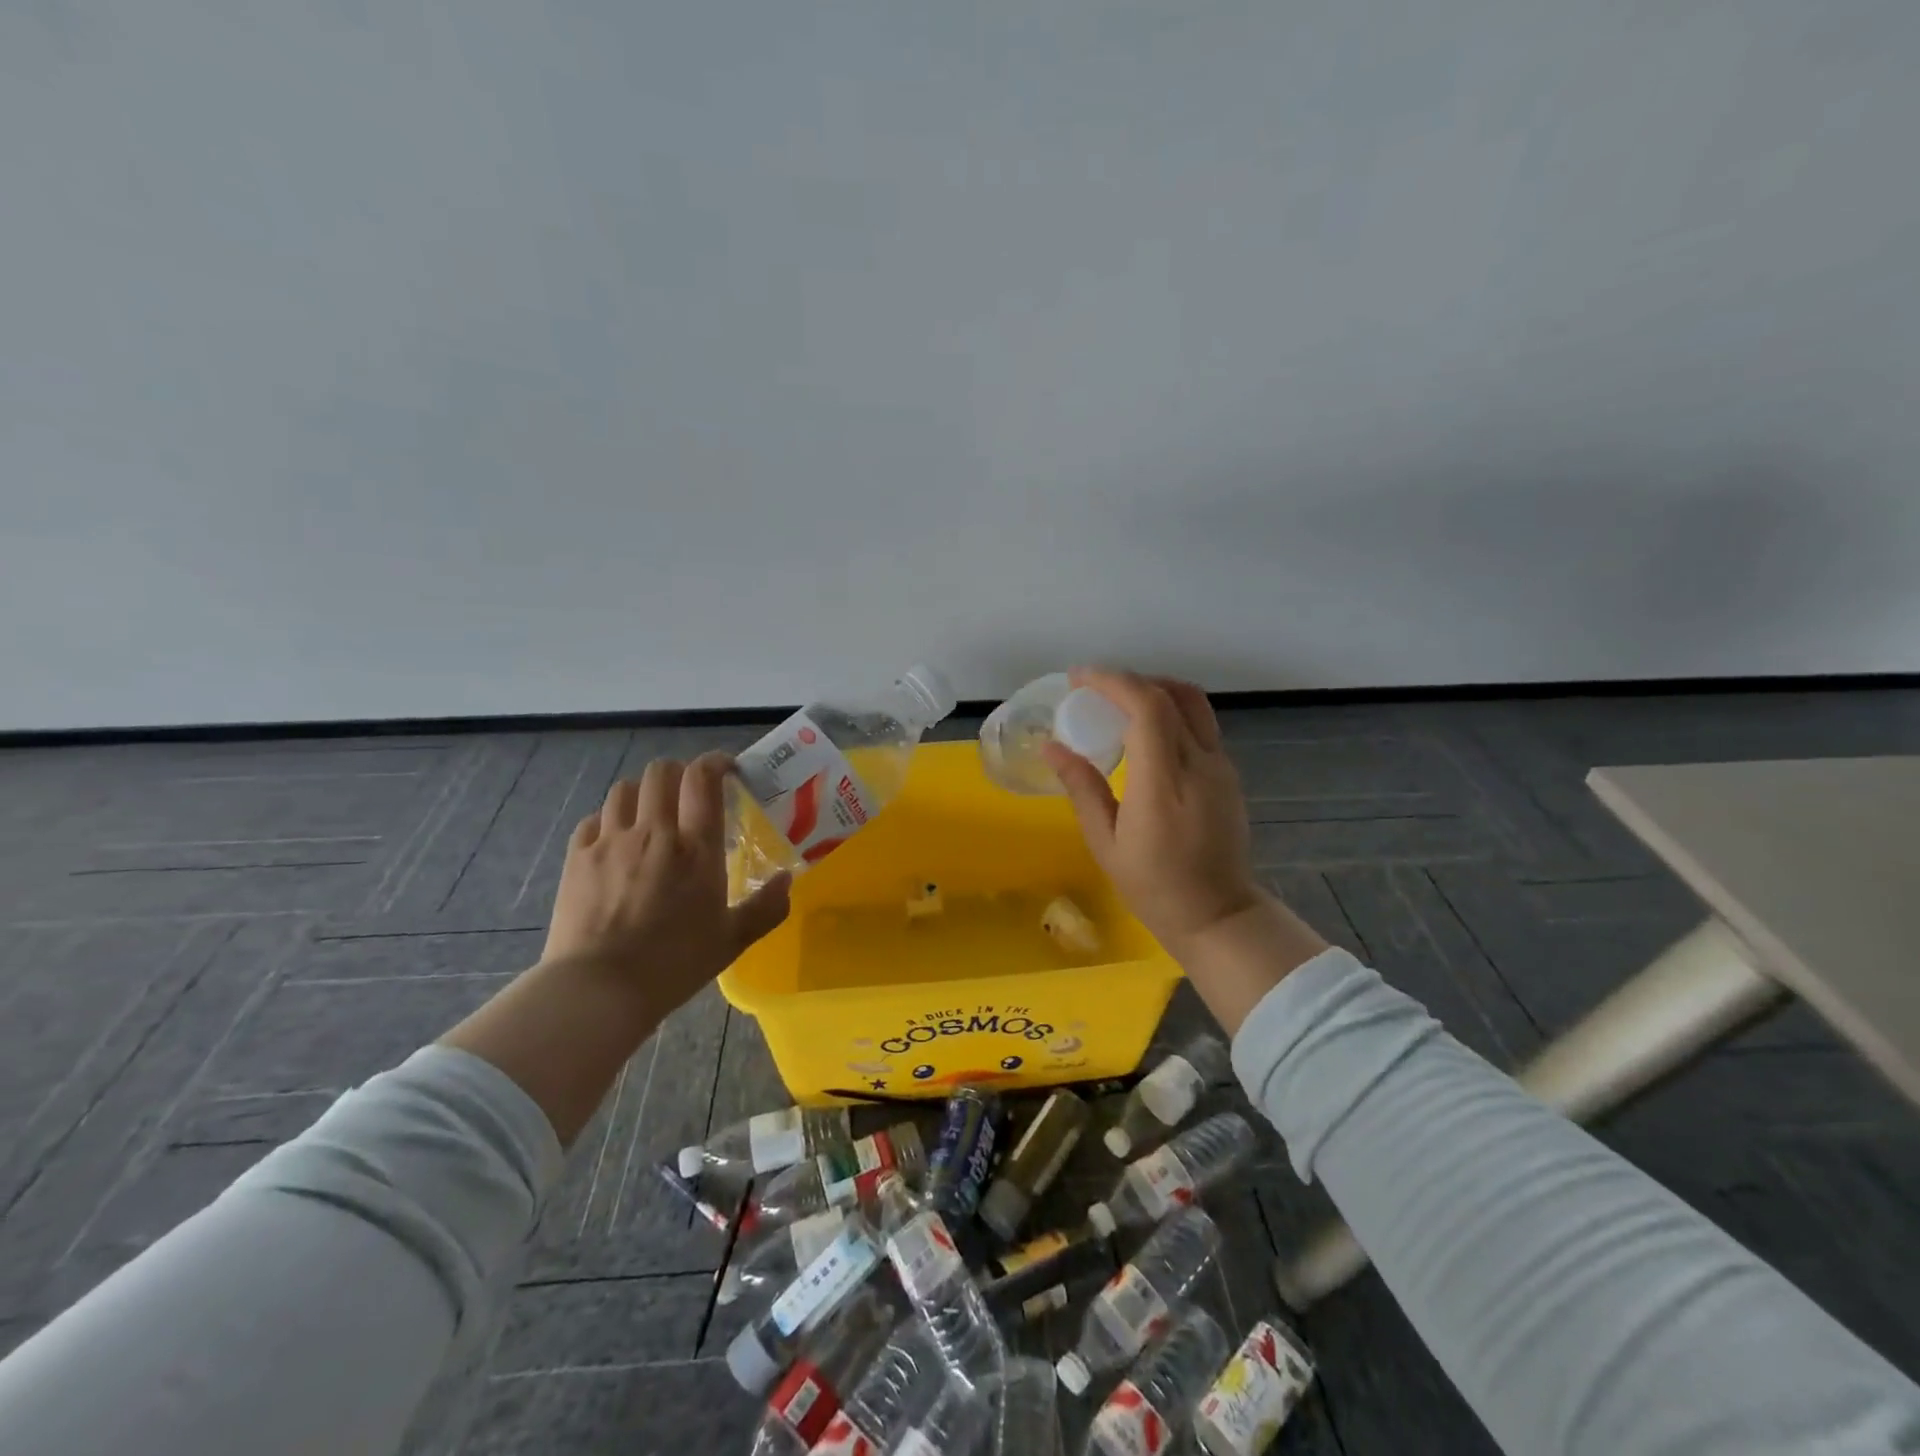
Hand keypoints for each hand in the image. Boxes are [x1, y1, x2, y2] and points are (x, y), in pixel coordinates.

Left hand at [543, 753, 791, 1014]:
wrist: (599, 989)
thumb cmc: (675, 964)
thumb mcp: (732, 940)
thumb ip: (766, 907)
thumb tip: (787, 880)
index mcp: (696, 847)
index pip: (703, 778)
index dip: (715, 762)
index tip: (726, 768)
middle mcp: (654, 832)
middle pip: (661, 772)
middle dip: (679, 772)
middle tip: (689, 792)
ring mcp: (611, 841)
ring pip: (625, 789)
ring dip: (643, 792)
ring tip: (651, 812)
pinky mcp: (578, 857)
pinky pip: (594, 819)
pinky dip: (609, 819)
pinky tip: (616, 839)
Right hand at [1042, 668, 1264, 958]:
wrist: (1218, 915)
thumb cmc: (1153, 887)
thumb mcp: (1105, 843)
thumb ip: (1082, 788)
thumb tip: (1051, 747)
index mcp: (1164, 784)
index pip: (1147, 708)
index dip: (1113, 682)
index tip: (1078, 679)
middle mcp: (1199, 764)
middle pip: (1172, 694)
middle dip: (1128, 680)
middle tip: (1092, 690)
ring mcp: (1221, 766)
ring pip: (1193, 703)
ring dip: (1154, 689)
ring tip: (1119, 702)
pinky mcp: (1229, 773)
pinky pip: (1200, 724)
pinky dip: (1170, 710)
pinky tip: (1145, 731)